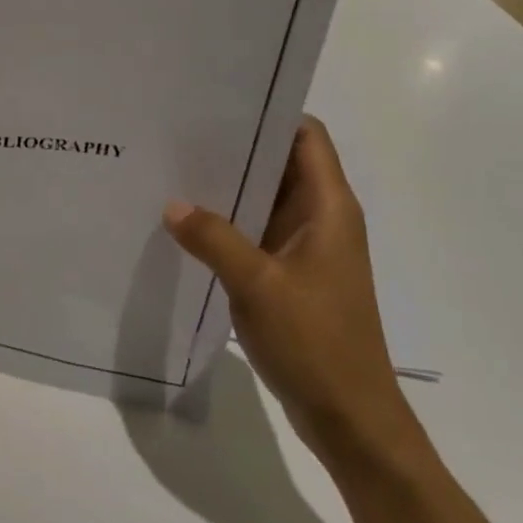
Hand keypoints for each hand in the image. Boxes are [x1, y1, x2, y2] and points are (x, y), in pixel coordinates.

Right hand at [164, 117, 418, 468]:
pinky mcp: (289, 273)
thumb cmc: (317, 342)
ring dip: (227, 186)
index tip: (219, 103)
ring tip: (173, 168)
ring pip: (264, 197)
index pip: (305, 135)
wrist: (351, 419)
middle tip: (178, 131)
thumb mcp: (258, 285)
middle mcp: (320, 217)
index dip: (269, 112)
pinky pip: (255, 231)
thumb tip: (171, 204)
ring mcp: (305, 247)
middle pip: (279, 161)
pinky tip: (186, 222)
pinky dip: (227, 221)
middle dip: (235, 146)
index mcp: (328, 207)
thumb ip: (214, 239)